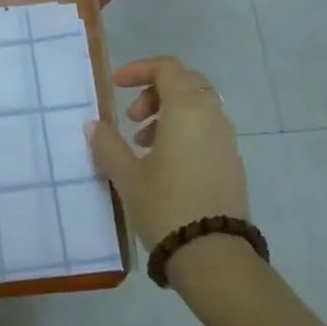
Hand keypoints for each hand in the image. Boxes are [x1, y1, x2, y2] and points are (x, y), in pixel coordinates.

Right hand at [87, 56, 248, 252]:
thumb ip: (108, 144)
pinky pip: (206, 133)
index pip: (167, 68)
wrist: (214, 257)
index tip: (115, 87)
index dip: (139, 70)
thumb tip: (94, 125)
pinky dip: (184, 134)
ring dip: (168, 115)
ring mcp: (227, 142)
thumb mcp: (127, 175)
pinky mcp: (232, 166)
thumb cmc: (165, 205)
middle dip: (155, 92)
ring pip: (197, 109)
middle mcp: (212, 117)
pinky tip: (163, 166)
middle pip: (185, 84)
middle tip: (131, 118)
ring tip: (142, 146)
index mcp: (187, 109)